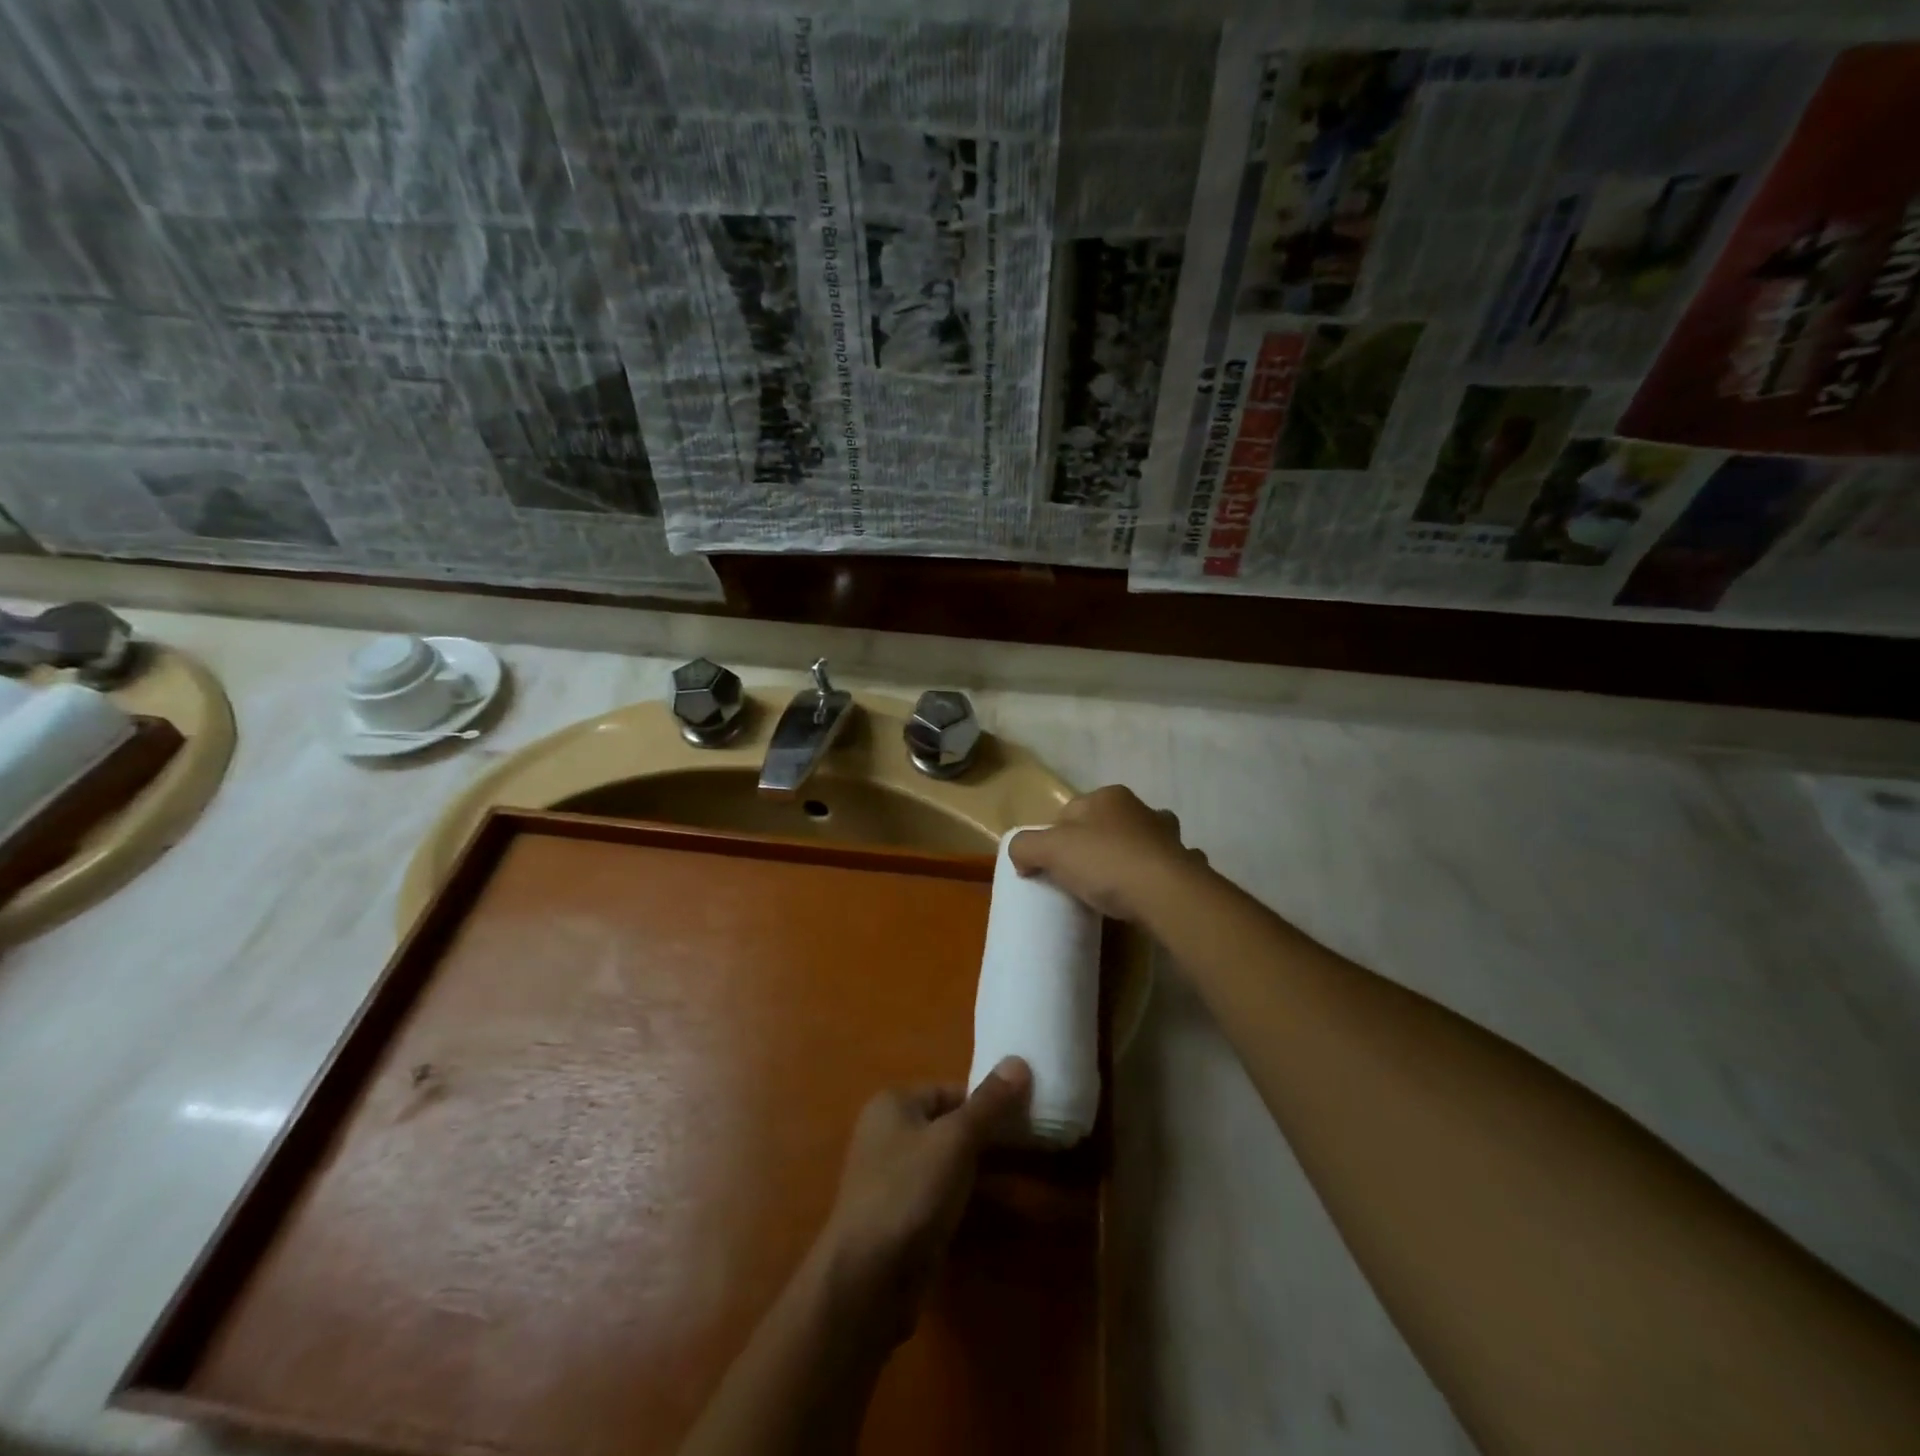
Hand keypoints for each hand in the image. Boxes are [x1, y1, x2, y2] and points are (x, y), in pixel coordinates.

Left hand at [817, 1058, 1032, 1341]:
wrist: (867, 1280)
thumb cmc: (910, 1192)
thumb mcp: (956, 1140)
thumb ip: (989, 1103)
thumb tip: (1019, 1060)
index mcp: (893, 1104)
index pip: (951, 1090)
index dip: (987, 1101)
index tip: (1025, 1115)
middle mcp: (887, 1133)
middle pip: (948, 1124)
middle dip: (986, 1134)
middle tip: (1029, 1145)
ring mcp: (890, 1177)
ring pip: (945, 1161)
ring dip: (977, 1168)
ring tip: (1020, 1175)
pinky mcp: (898, 1216)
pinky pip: (938, 1193)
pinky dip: (963, 1196)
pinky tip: (990, 1209)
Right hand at [1008, 785, 1208, 924]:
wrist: (1166, 893)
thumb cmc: (1105, 862)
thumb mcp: (1050, 850)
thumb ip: (1025, 846)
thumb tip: (1020, 856)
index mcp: (1108, 797)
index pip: (1069, 812)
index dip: (1055, 838)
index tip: (1050, 867)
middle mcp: (1141, 808)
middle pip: (1105, 825)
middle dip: (1094, 845)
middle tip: (1079, 878)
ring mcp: (1168, 836)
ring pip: (1140, 842)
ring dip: (1129, 856)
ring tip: (1115, 886)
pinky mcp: (1186, 864)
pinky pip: (1165, 867)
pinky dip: (1157, 876)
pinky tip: (1147, 895)